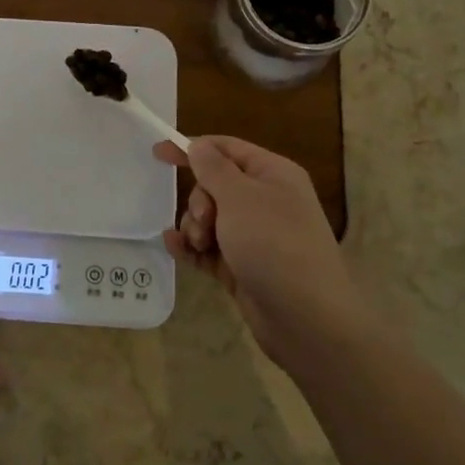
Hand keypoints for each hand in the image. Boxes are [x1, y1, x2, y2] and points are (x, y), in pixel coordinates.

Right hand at [155, 136, 371, 375]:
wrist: (306, 318)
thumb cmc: (274, 244)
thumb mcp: (240, 197)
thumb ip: (213, 168)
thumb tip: (199, 145)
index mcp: (273, 174)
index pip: (227, 149)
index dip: (193, 148)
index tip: (158, 153)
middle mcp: (265, 201)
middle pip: (214, 185)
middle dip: (198, 200)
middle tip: (204, 220)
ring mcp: (255, 236)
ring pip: (209, 218)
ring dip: (194, 227)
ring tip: (200, 244)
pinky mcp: (243, 266)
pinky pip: (209, 248)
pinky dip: (192, 247)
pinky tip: (175, 248)